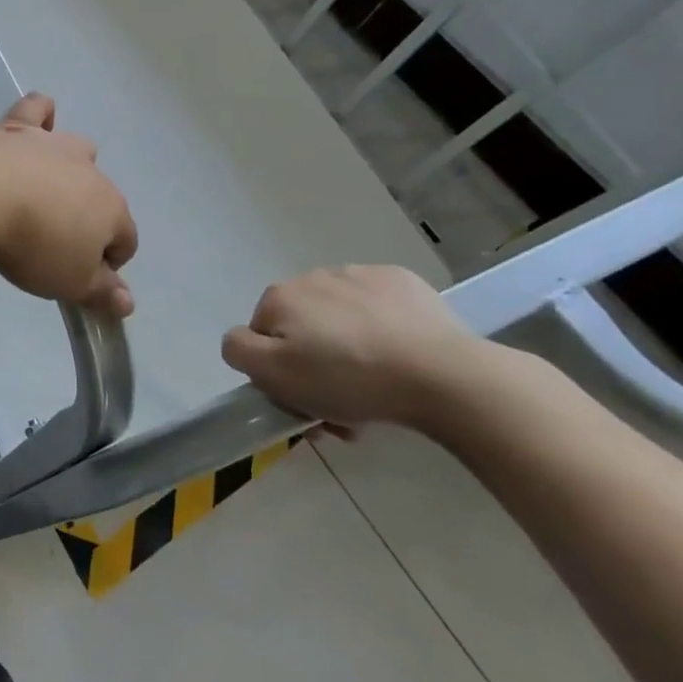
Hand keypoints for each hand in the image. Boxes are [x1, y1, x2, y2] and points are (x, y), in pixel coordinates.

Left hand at [0, 94, 137, 317]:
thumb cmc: (33, 243)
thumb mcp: (69, 282)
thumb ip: (101, 292)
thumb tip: (128, 303)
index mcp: (111, 209)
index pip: (125, 239)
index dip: (109, 262)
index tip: (80, 278)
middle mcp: (90, 170)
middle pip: (101, 196)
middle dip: (88, 217)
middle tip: (54, 241)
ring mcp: (54, 144)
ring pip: (78, 150)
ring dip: (71, 169)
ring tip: (46, 191)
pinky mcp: (18, 127)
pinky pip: (38, 110)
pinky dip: (41, 114)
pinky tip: (38, 121)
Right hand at [219, 265, 486, 429]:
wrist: (442, 374)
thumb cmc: (350, 378)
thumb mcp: (276, 375)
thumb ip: (239, 350)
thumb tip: (240, 340)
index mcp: (280, 297)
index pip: (261, 337)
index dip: (279, 373)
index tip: (306, 402)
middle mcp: (313, 276)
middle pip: (302, 328)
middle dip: (316, 365)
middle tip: (343, 407)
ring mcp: (359, 274)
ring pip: (339, 319)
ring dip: (347, 348)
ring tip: (377, 385)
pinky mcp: (402, 282)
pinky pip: (378, 309)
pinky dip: (381, 330)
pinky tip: (401, 356)